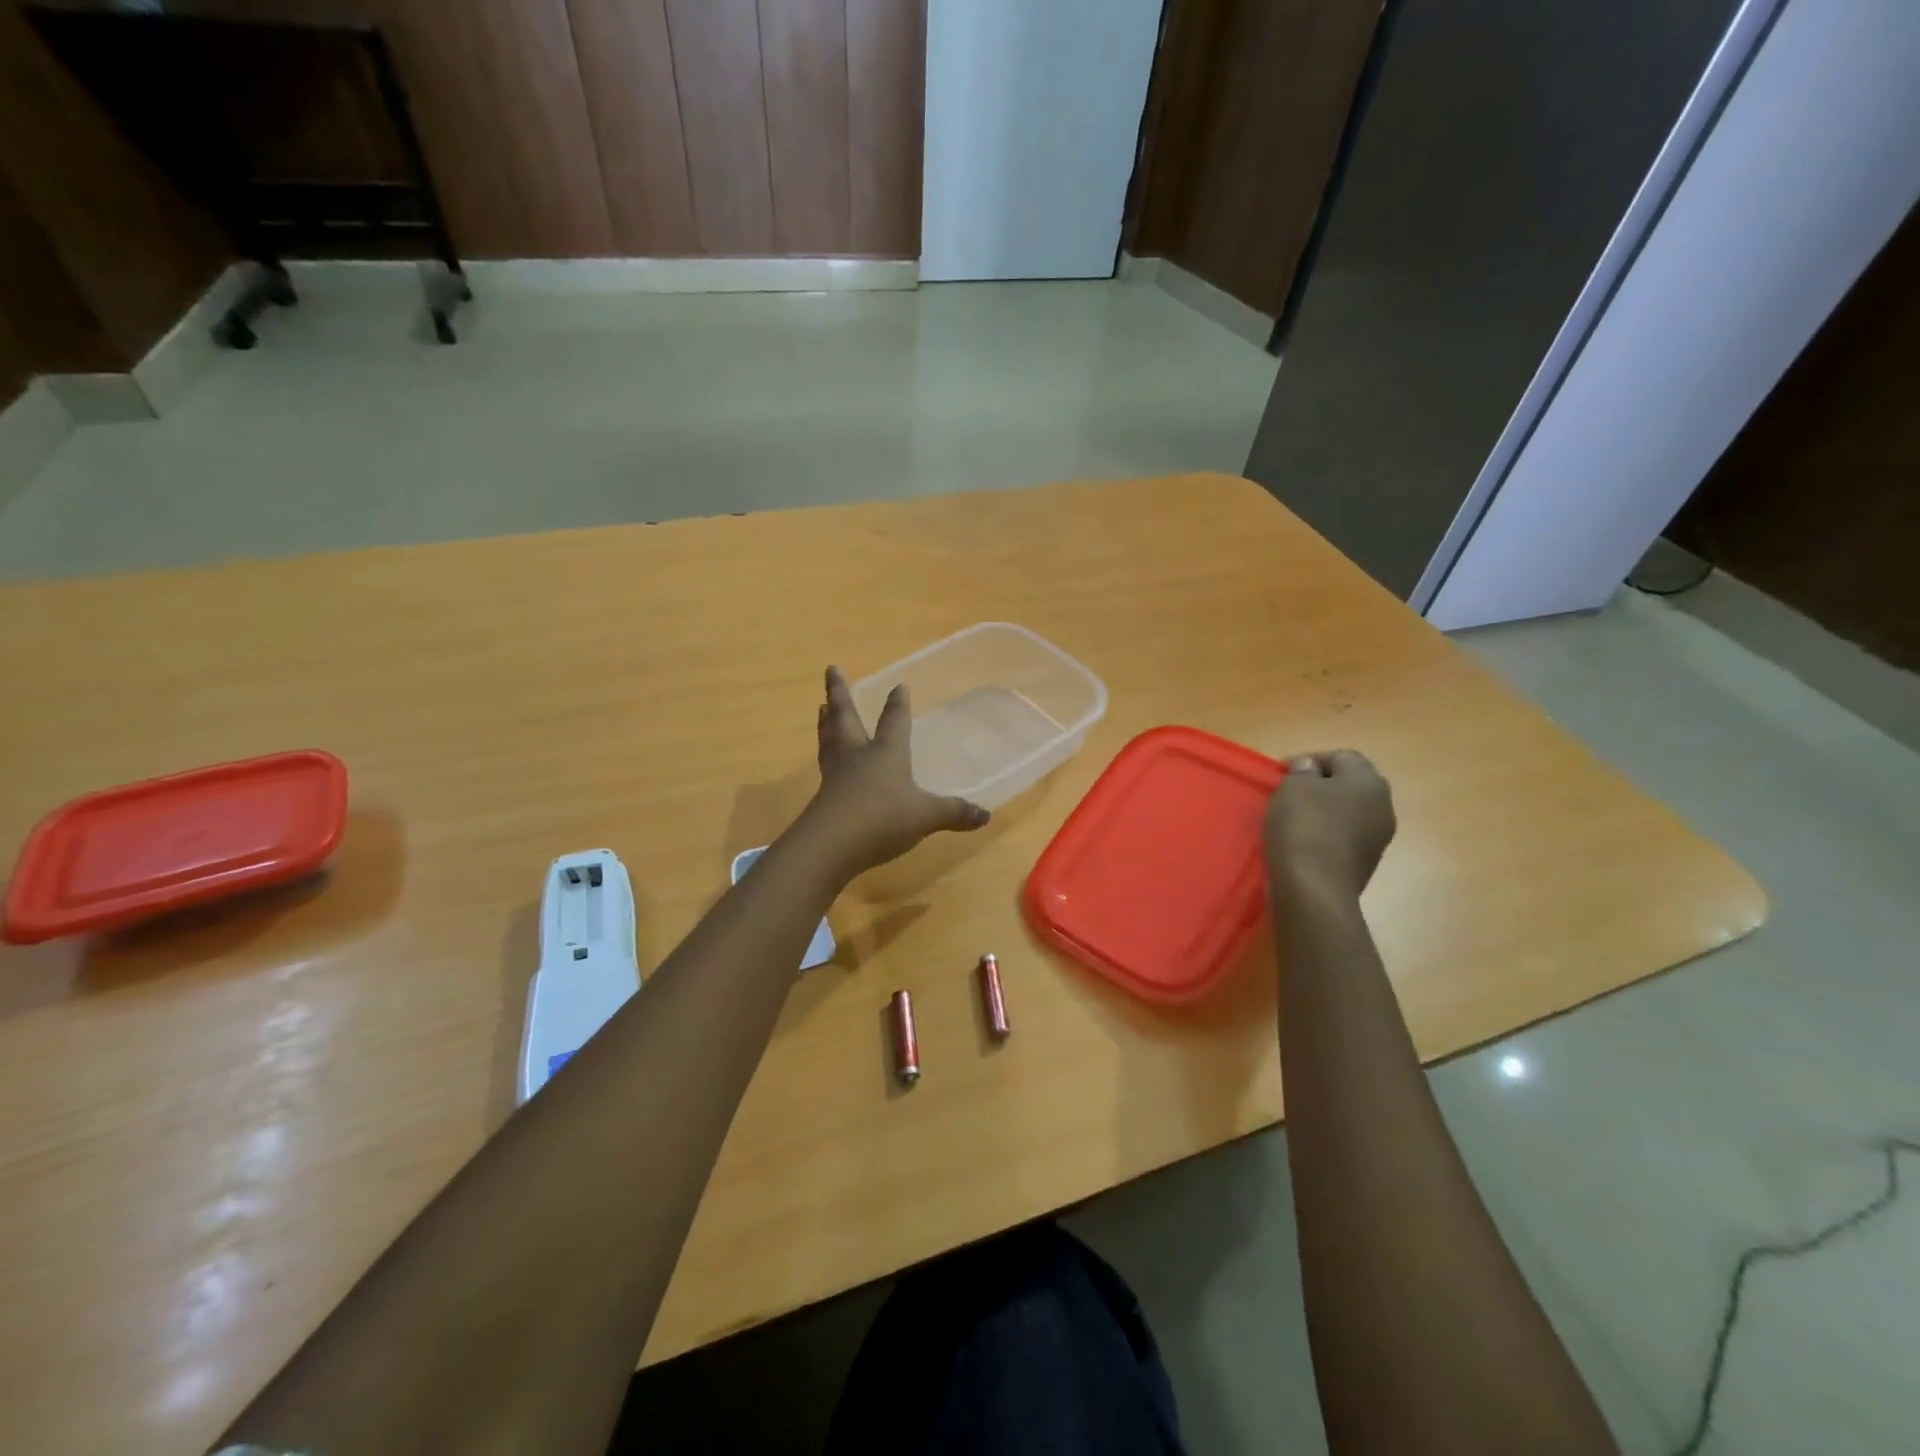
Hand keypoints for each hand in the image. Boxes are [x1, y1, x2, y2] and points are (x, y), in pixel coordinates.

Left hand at [803, 666, 989, 876]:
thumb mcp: (925, 816)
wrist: (831, 845)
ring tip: (821, 706)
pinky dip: (825, 756)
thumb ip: (953, 813)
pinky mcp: (822, 798)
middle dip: (840, 693)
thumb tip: (986, 815)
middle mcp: (858, 756)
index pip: (893, 721)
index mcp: (886, 753)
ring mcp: (836, 776)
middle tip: (831, 669)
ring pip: (829, 738)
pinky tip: (826, 761)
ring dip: (826, 721)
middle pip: (846, 717)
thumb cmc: (882, 819)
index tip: (899, 686)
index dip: (897, 704)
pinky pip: (824, 767)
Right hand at [1265, 750, 1395, 901]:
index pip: (1341, 757)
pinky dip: (1326, 834)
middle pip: (1349, 785)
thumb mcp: (1293, 787)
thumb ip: (1302, 771)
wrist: (1315, 889)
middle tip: (1289, 794)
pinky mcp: (1367, 862)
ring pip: (1348, 812)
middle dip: (1320, 786)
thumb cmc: (1304, 827)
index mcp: (1369, 781)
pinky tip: (1304, 843)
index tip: (1282, 773)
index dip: (1310, 760)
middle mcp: (1383, 806)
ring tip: (1293, 819)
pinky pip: (1344, 837)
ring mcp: (1378, 837)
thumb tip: (1310, 768)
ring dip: (1324, 811)